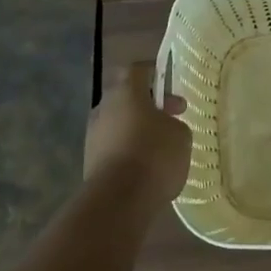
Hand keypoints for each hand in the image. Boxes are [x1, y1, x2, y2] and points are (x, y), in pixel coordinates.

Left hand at [85, 59, 191, 203]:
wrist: (118, 200)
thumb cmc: (154, 155)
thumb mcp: (181, 135)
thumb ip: (174, 123)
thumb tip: (165, 126)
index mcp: (126, 92)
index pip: (138, 70)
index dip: (155, 74)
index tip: (169, 85)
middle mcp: (104, 108)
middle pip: (127, 97)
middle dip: (149, 106)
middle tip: (172, 119)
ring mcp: (93, 135)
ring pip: (119, 123)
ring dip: (137, 129)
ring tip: (161, 147)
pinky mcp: (90, 161)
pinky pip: (113, 147)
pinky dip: (128, 150)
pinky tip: (145, 167)